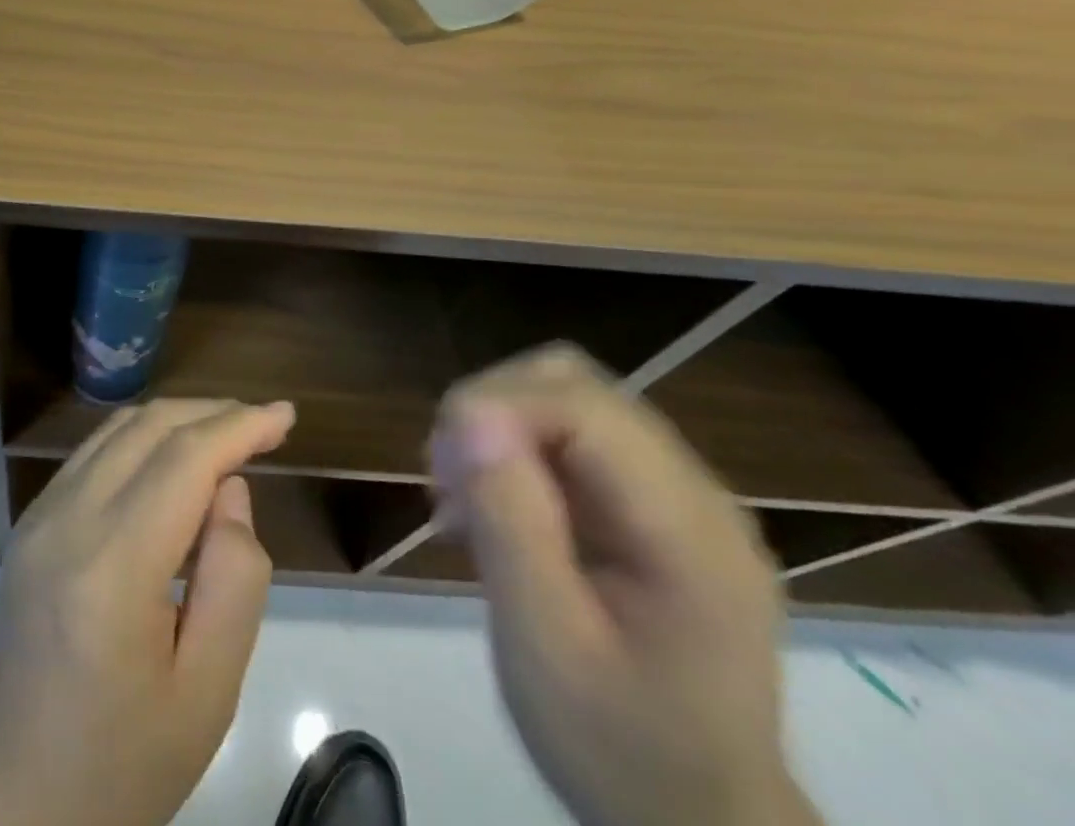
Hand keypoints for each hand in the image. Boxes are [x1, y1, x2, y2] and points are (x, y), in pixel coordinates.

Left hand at [0, 398, 294, 825]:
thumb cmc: (117, 767)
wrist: (4, 804)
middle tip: (263, 425)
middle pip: (149, 427)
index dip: (240, 425)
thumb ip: (234, 582)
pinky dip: (141, 439)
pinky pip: (93, 454)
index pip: (185, 458)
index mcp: (111, 565)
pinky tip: (171, 463)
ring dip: (176, 420)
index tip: (285, 415)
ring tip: (227, 437)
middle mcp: (67, 518)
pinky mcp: (28, 523)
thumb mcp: (206, 696)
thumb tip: (230, 490)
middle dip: (212, 413)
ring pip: (117, 430)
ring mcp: (39, 515)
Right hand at [429, 346, 821, 825]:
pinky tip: (490, 508)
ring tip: (460, 496)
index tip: (439, 461)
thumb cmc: (618, 750)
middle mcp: (695, 493)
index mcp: (688, 532)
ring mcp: (677, 497)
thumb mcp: (546, 648)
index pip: (584, 406)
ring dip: (498, 427)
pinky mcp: (650, 508)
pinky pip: (570, 439)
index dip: (497, 406)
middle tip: (445, 480)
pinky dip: (515, 452)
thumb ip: (512, 524)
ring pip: (566, 399)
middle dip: (491, 410)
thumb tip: (468, 416)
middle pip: (574, 385)